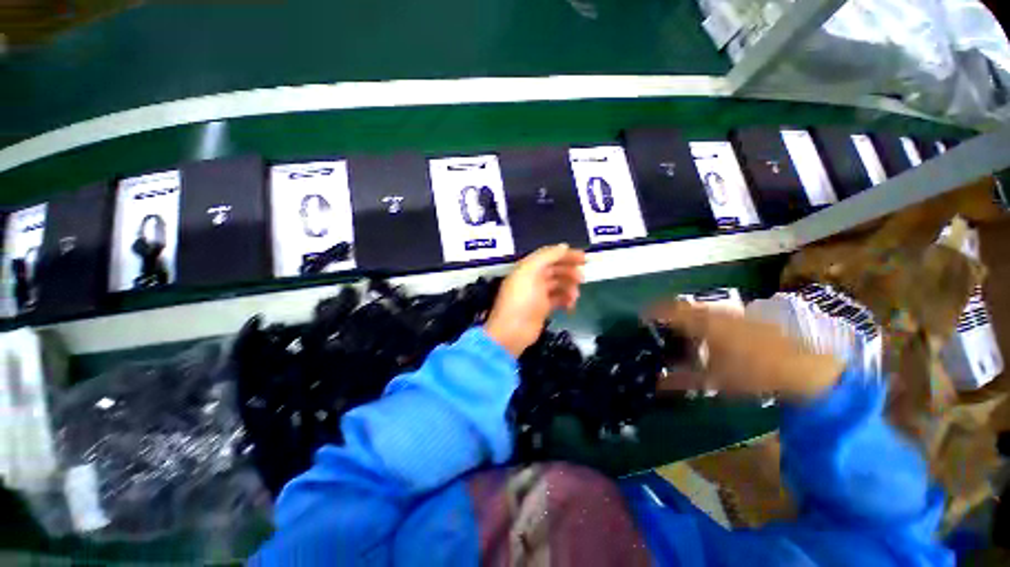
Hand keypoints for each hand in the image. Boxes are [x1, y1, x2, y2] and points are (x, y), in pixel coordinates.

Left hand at [484, 244, 585, 357]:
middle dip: (570, 271)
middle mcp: (532, 278)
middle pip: (555, 269)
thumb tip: (564, 246)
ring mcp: (537, 294)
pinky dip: (566, 300)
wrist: (513, 331)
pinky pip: (558, 299)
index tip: (584, 258)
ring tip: (575, 296)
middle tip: (583, 278)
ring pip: (558, 285)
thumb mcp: (531, 272)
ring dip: (569, 287)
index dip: (567, 255)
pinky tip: (570, 306)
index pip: (550, 256)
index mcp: (528, 267)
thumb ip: (547, 256)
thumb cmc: (522, 299)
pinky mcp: (542, 309)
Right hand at [650, 302, 844, 401]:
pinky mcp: (750, 319)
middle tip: (659, 324)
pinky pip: (719, 314)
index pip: (672, 311)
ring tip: (681, 329)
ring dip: (688, 316)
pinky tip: (710, 335)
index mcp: (704, 324)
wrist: (804, 371)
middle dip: (669, 313)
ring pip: (703, 310)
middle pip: (686, 307)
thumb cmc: (753, 375)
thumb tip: (656, 383)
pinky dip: (706, 320)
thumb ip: (682, 380)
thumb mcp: (713, 381)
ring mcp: (735, 315)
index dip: (655, 311)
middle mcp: (717, 314)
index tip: (642, 317)